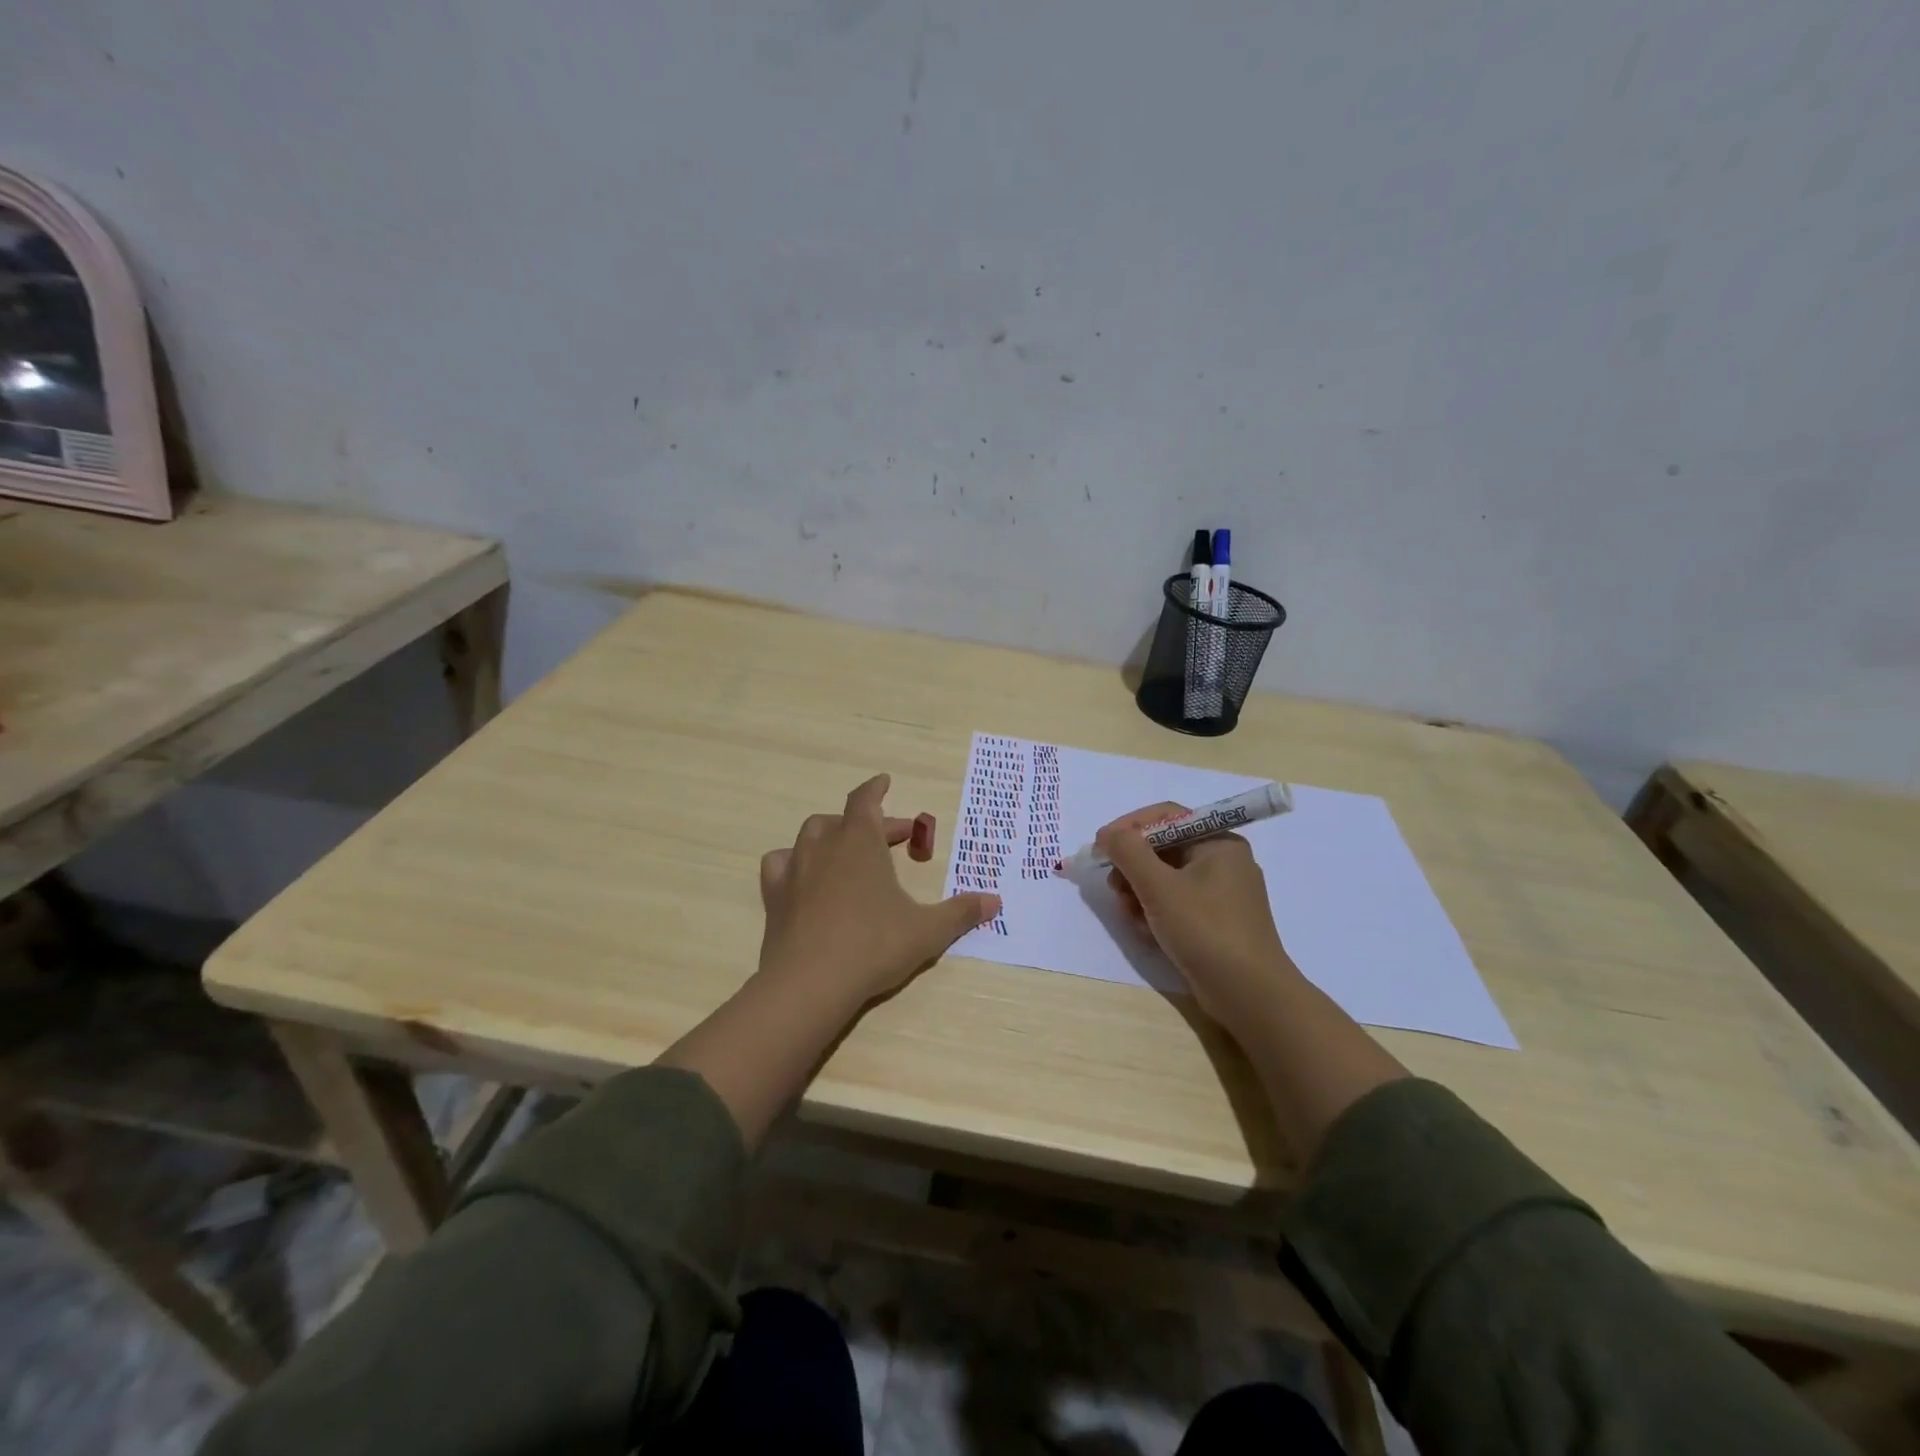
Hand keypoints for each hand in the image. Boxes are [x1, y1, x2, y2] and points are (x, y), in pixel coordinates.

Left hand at [757, 774, 1000, 1008]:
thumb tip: (995, 901)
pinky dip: (794, 862)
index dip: (876, 789)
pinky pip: (780, 864)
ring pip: (810, 836)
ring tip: (847, 853)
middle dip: (869, 824)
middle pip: (844, 819)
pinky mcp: (774, 896)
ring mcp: (794, 869)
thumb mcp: (927, 931)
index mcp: (860, 842)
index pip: (865, 800)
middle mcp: (824, 846)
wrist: (810, 983)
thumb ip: (960, 913)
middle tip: (893, 839)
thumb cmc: (874, 946)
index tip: (884, 781)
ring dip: (831, 836)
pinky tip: (804, 878)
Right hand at [1096, 801, 1298, 1022]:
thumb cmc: (1206, 930)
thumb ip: (1129, 852)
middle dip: (1132, 868)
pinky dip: (1155, 912)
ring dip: (1139, 893)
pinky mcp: (1215, 921)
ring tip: (1130, 916)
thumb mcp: (1159, 887)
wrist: (1249, 995)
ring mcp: (1220, 893)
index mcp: (1218, 842)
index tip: (1099, 846)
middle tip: (1114, 888)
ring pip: (1165, 878)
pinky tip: (1146, 932)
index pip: (1165, 816)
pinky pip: (1175, 903)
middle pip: (1162, 848)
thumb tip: (1108, 835)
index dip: (1128, 827)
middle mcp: (1222, 861)